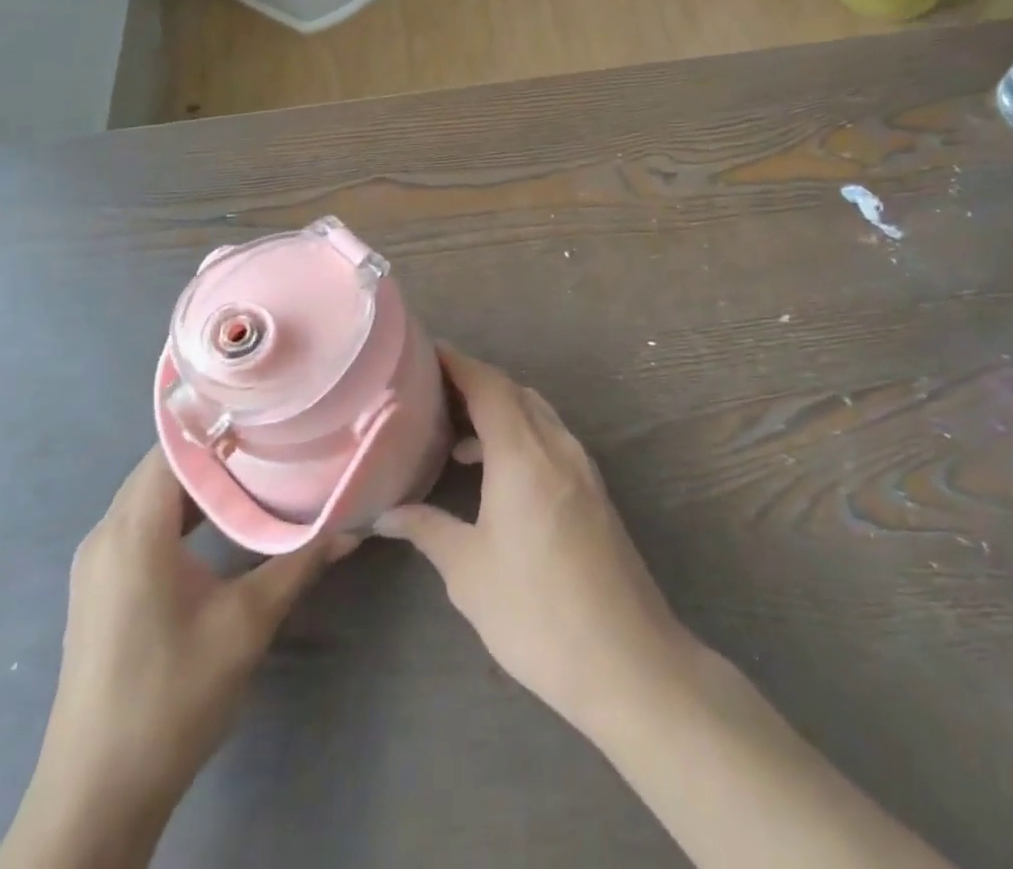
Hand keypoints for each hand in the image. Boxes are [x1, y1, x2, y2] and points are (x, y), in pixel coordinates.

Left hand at [0, 449, 354, 868]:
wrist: (97, 797)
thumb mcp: (247, 624)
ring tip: (257, 467)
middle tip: (273, 435)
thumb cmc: (172, 697)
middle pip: (162, 467)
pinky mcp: (101, 587)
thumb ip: (299, 564)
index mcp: (133, 531)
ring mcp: (98, 563)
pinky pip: (142, 523)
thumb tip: (353, 527)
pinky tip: (221, 519)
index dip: (218, 422)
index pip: (173, 448)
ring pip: (152, 495)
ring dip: (200, 480)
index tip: (267, 411)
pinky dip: (182, 510)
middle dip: (217, 447)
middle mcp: (106, 535)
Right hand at [374, 346, 692, 733]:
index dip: (457, 363)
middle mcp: (556, 446)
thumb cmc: (537, 612)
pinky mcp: (594, 490)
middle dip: (474, 384)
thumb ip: (428, 529)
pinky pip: (550, 439)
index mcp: (523, 453)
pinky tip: (495, 472)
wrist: (627, 660)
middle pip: (514, 392)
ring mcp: (582, 466)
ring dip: (498, 411)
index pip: (488, 385)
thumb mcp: (469, 571)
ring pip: (536, 414)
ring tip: (454, 433)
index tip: (424, 352)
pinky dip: (519, 435)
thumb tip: (385, 512)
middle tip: (430, 393)